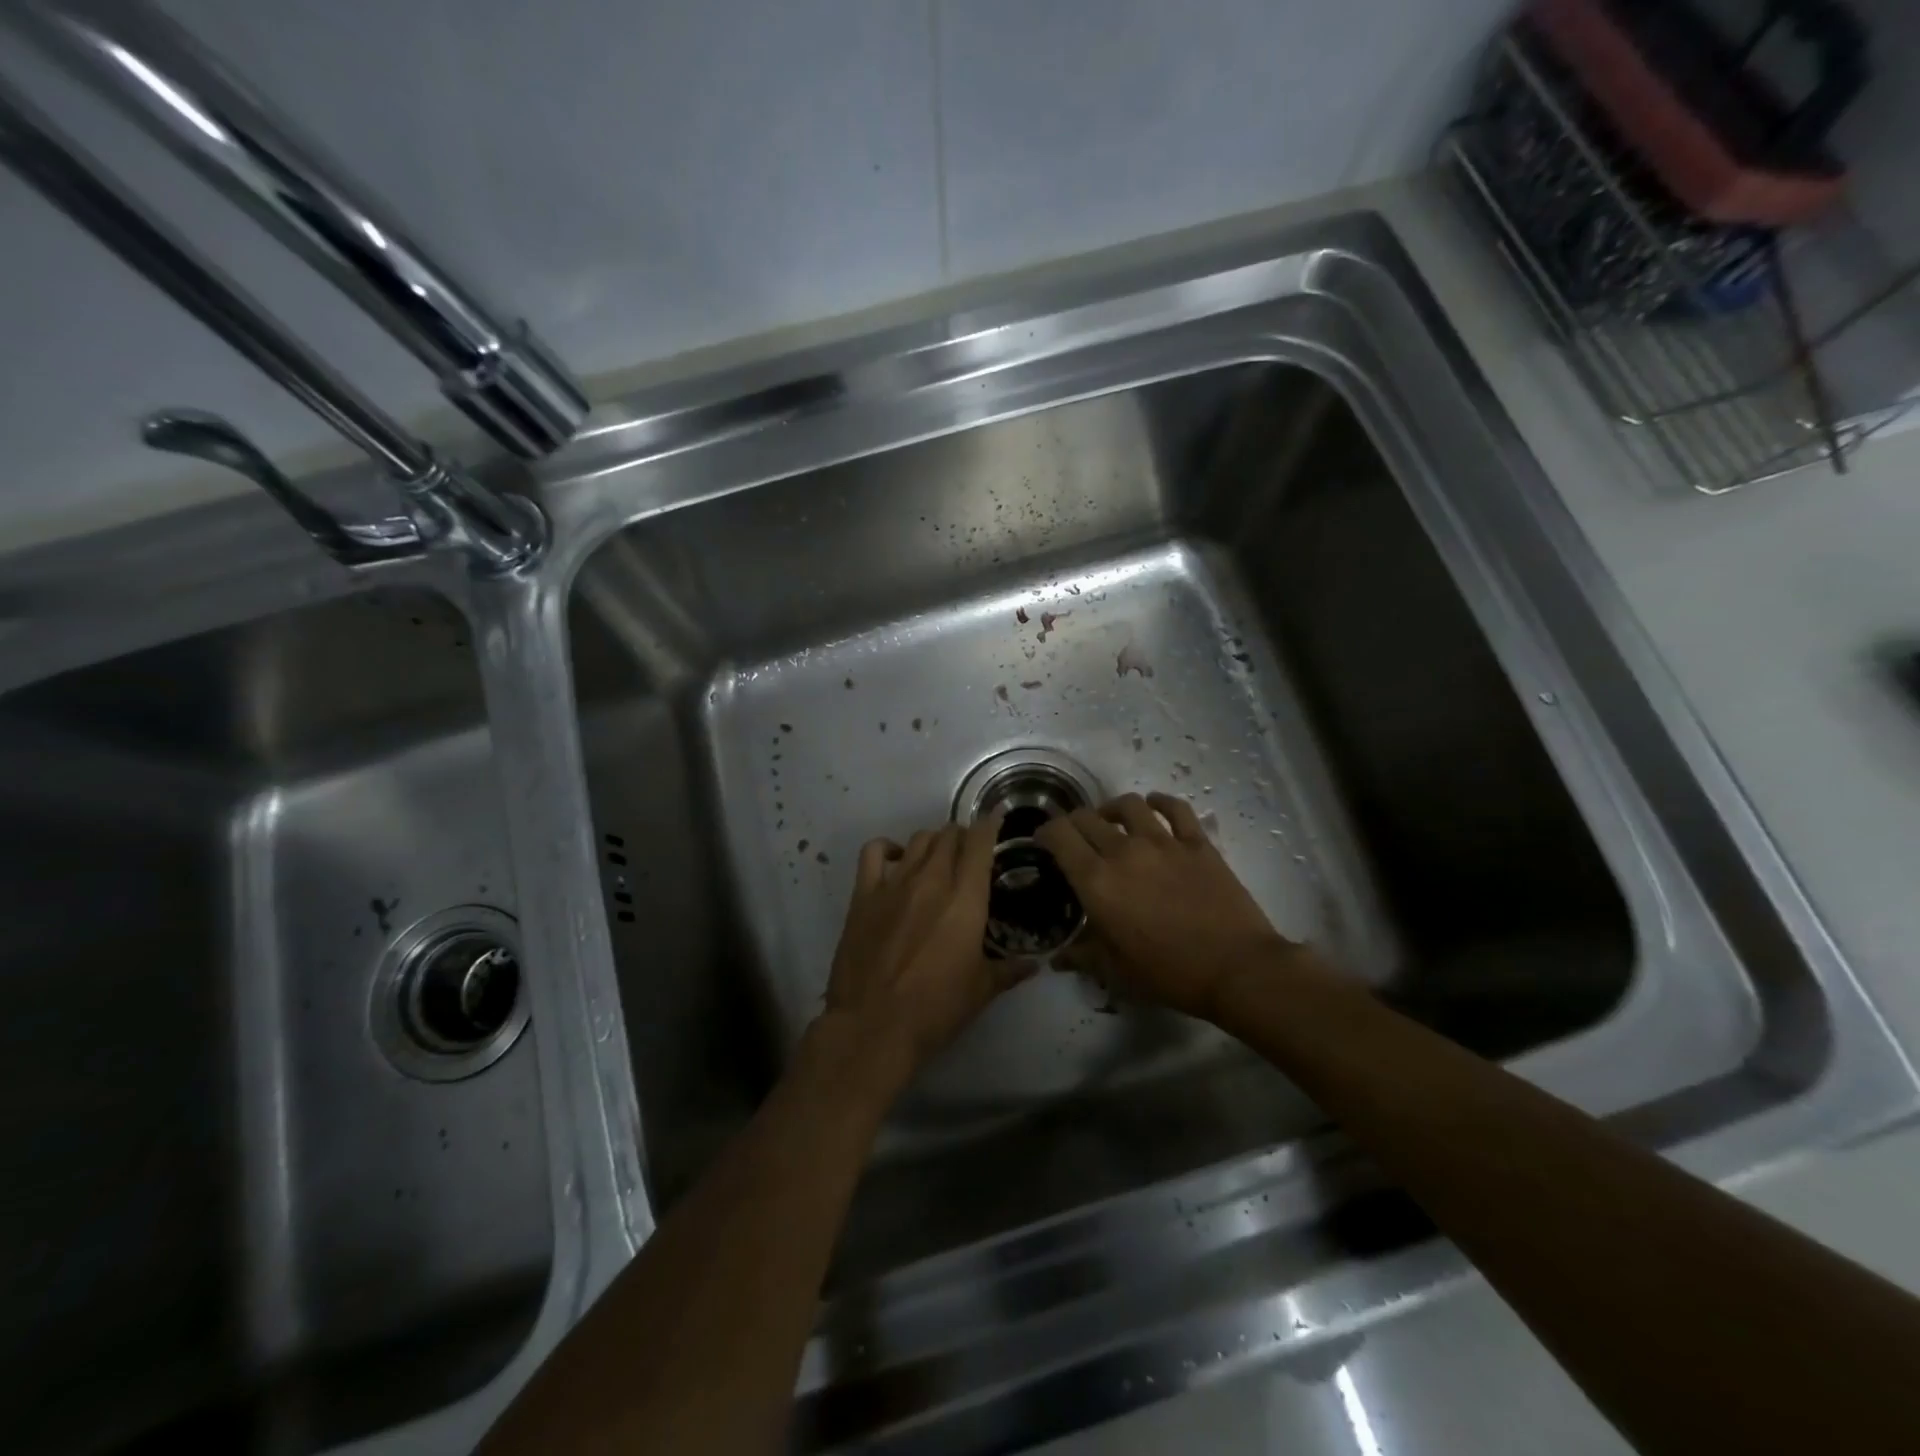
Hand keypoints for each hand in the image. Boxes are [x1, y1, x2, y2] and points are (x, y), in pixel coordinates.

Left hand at [808, 812, 1028, 1104]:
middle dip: (963, 836)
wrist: (873, 1026)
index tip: (996, 821)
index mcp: (966, 898)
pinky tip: (897, 860)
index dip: (990, 826)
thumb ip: (1009, 970)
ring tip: (939, 856)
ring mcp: (894, 883)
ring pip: (919, 839)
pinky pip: (875, 852)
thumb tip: (1034, 965)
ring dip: (934, 841)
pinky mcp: (864, 894)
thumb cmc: (936, 1010)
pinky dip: (889, 848)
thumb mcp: (982, 991)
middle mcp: (932, 880)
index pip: (980, 842)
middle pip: (949, 835)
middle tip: (970, 851)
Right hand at [1037, 792, 1297, 1020]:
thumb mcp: (1116, 972)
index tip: (1043, 840)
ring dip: (1112, 808)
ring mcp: (1163, 843)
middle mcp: (1124, 851)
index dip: (1045, 832)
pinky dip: (1161, 802)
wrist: (1236, 968)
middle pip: (1087, 818)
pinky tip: (1155, 806)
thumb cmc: (1169, 974)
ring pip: (1129, 805)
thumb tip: (1057, 958)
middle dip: (1073, 822)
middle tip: (1074, 836)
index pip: (1060, 836)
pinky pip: (1176, 809)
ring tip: (1111, 820)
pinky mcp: (1197, 843)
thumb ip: (1082, 956)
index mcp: (1097, 882)